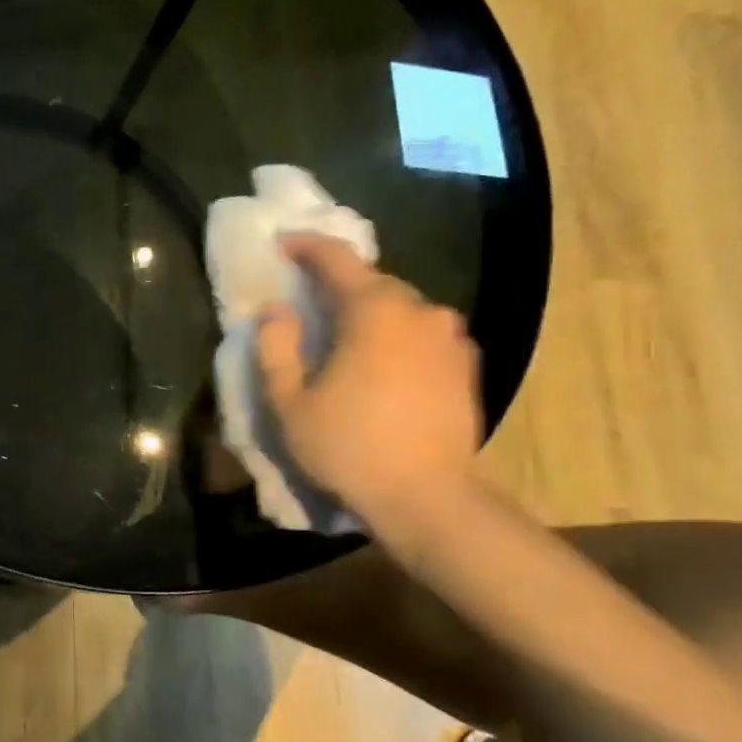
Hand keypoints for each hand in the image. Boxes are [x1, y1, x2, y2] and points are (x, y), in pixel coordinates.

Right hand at [256, 235, 481, 516]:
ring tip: (346, 337)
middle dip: (338, 283)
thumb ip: (276, 347)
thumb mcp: (290, 402)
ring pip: (401, 309)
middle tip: (309, 299)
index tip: (282, 242)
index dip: (306, 245)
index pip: (336, 259)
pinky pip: (423, 334)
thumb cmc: (349, 446)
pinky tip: (383, 364)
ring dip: (370, 312)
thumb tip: (277, 309)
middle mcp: (420, 311)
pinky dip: (397, 336)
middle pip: (373, 282)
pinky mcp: (466, 366)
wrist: (429, 498)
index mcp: (374, 310)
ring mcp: (450, 338)